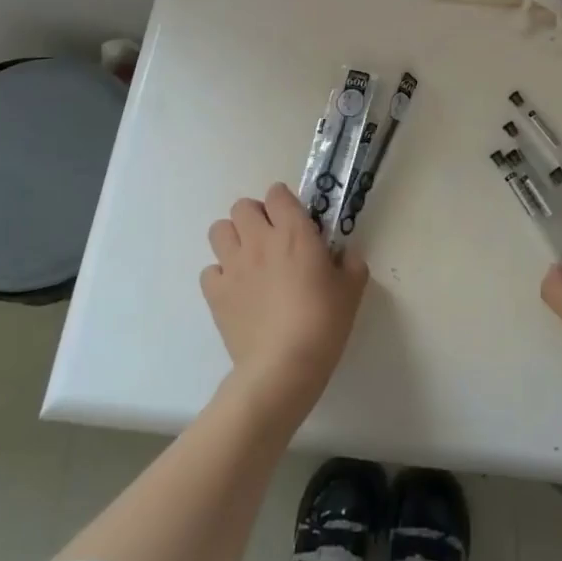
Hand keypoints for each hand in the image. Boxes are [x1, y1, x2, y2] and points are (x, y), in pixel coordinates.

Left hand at [203, 183, 368, 416]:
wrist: (283, 367)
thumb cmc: (323, 324)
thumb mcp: (352, 291)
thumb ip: (351, 264)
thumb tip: (346, 255)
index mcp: (294, 232)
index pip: (278, 193)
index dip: (284, 203)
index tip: (295, 221)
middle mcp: (259, 240)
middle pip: (242, 206)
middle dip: (255, 216)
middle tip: (270, 238)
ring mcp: (233, 266)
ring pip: (219, 230)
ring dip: (233, 238)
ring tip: (248, 259)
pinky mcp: (216, 293)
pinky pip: (209, 270)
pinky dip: (220, 276)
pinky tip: (236, 290)